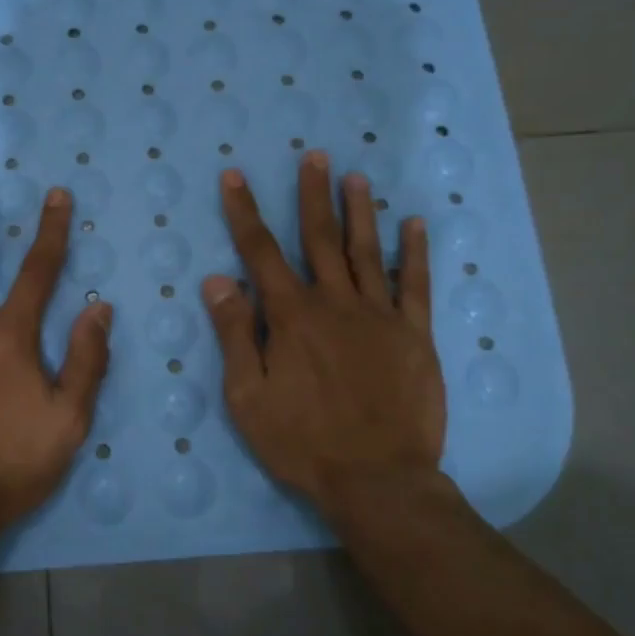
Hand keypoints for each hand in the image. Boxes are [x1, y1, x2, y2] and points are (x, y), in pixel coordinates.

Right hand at [202, 151, 446, 512]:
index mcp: (292, 316)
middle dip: (312, 195)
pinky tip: (415, 225)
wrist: (378, 480)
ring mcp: (380, 316)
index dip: (245, 212)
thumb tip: (218, 280)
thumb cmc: (302, 441)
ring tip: (355, 177)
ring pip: (367, 252)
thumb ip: (236, 334)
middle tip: (314, 156)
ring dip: (359, 211)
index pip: (260, 252)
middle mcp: (336, 303)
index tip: (236, 176)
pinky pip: (416, 285)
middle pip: (320, 238)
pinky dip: (416, 253)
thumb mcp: (248, 396)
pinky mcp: (415, 335)